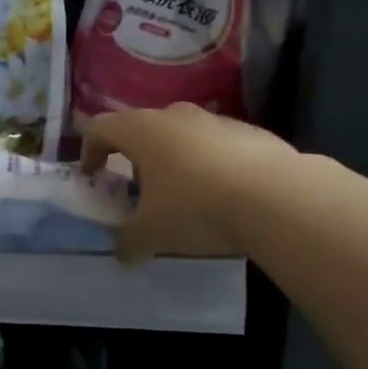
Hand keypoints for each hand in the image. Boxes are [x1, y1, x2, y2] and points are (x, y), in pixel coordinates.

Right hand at [81, 104, 295, 262]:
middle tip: (137, 192)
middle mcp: (174, 115)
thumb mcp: (151, 233)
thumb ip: (128, 241)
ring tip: (182, 198)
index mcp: (140, 130)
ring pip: (181, 136)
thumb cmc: (195, 207)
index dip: (89, 152)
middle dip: (134, 159)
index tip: (93, 178)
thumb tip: (122, 253)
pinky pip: (217, 147)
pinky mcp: (251, 132)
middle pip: (141, 130)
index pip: (99, 128)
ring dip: (173, 161)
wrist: (277, 197)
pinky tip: (222, 197)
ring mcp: (215, 120)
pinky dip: (209, 166)